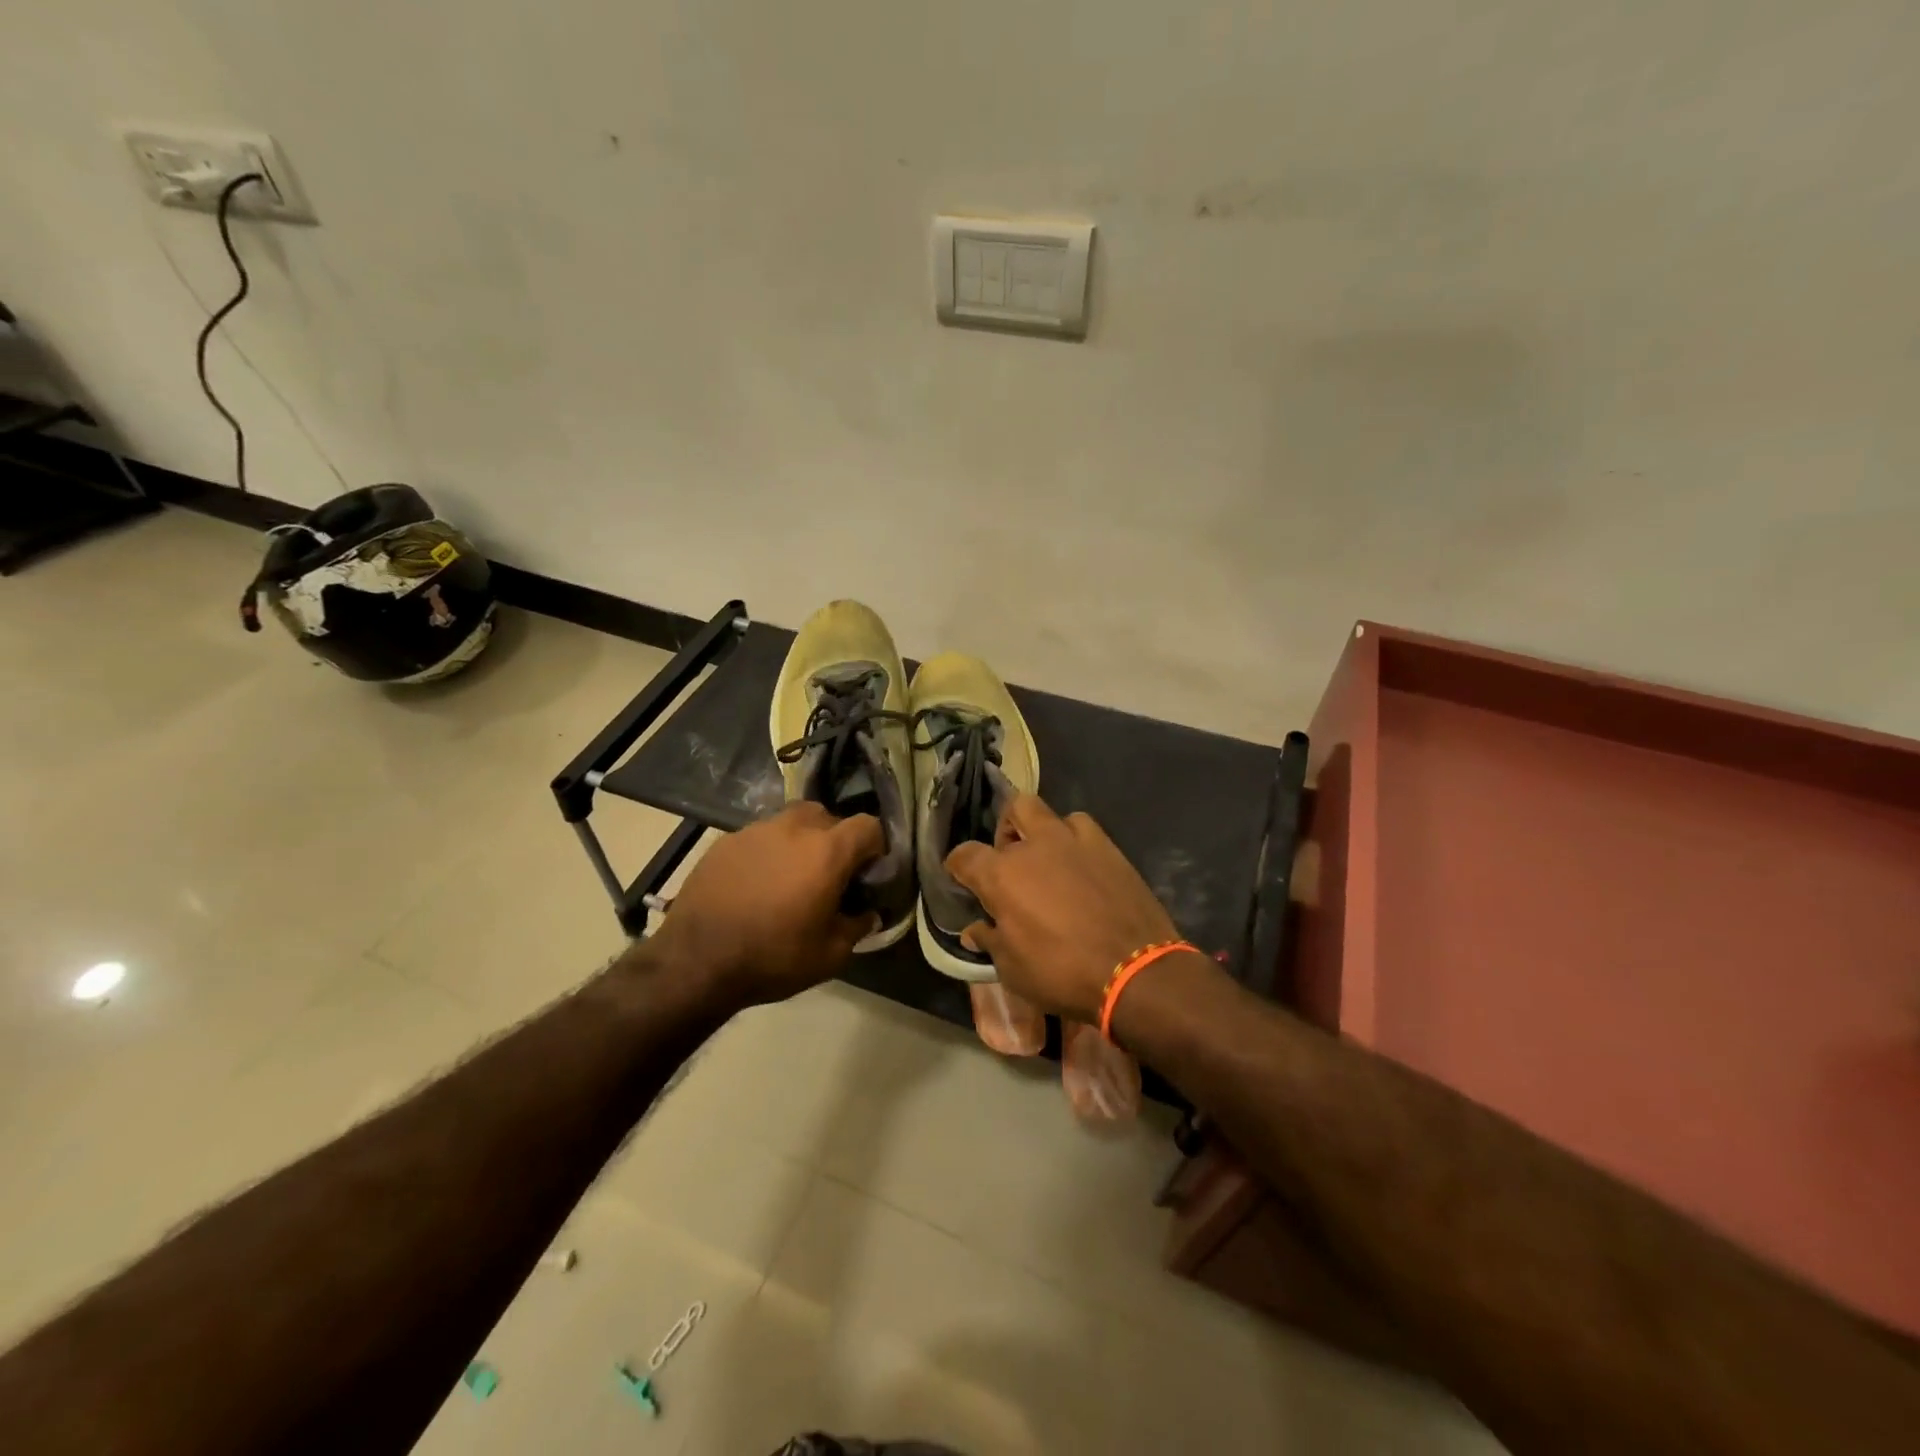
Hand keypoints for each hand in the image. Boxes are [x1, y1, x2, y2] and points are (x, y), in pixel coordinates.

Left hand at [652, 803, 882, 1009]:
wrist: (696, 961)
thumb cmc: (773, 957)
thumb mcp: (830, 955)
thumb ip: (857, 926)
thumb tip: (867, 914)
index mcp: (828, 851)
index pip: (868, 825)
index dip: (875, 846)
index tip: (867, 872)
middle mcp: (795, 828)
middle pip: (828, 816)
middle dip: (835, 840)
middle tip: (829, 874)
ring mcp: (756, 830)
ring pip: (791, 822)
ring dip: (799, 842)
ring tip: (790, 877)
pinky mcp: (726, 841)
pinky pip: (760, 837)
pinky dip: (767, 852)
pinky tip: (756, 884)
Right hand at [946, 796, 1179, 1022]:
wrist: (1135, 972)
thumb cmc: (1063, 973)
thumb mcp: (1013, 970)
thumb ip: (990, 941)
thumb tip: (974, 930)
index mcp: (1003, 875)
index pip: (965, 855)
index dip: (957, 866)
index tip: (960, 878)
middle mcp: (1035, 846)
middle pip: (1013, 809)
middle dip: (1006, 828)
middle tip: (1011, 858)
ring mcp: (1075, 842)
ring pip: (1051, 814)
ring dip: (1044, 832)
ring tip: (1050, 860)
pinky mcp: (1109, 848)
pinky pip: (1084, 829)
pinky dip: (1076, 841)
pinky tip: (1081, 866)